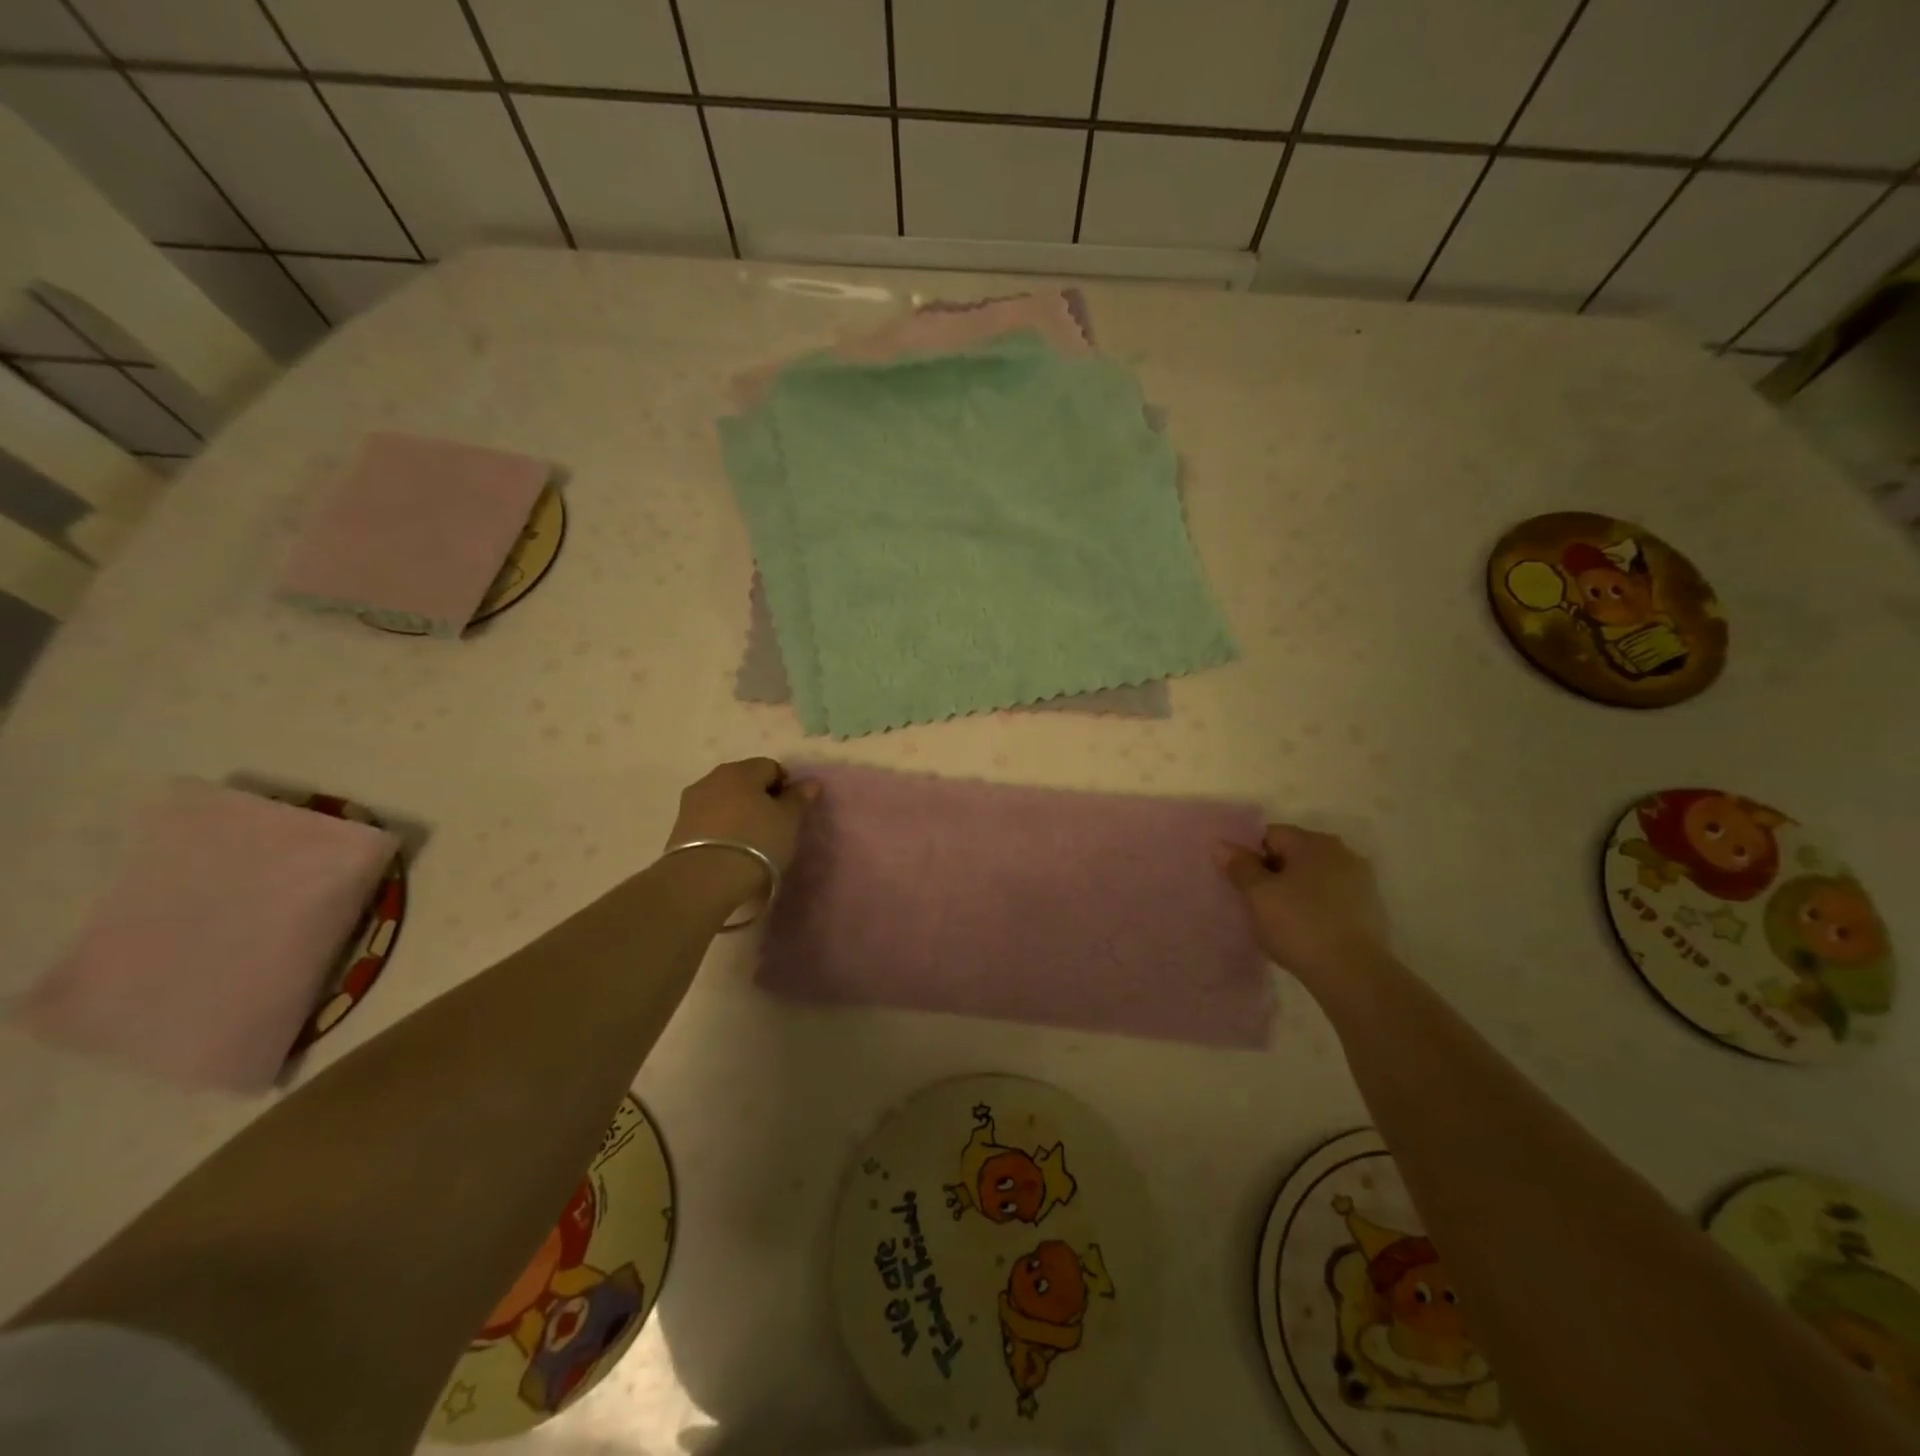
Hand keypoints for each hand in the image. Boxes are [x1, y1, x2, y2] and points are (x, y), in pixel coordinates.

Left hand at [666, 758, 819, 899]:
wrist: (703, 880)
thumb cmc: (756, 842)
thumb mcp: (788, 821)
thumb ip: (799, 798)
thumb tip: (810, 782)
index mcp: (741, 770)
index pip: (771, 766)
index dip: (785, 786)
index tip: (791, 812)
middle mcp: (712, 778)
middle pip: (744, 781)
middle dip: (760, 797)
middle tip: (773, 825)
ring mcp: (691, 802)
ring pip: (724, 800)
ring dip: (738, 813)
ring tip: (750, 841)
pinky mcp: (678, 828)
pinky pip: (708, 820)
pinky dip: (721, 828)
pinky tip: (730, 850)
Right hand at [1215, 824, 1387, 996]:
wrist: (1354, 974)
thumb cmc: (1299, 925)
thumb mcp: (1258, 895)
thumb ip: (1239, 866)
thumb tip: (1221, 844)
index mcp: (1314, 842)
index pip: (1270, 835)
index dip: (1250, 856)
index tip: (1241, 884)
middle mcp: (1342, 853)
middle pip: (1294, 854)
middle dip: (1272, 873)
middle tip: (1255, 903)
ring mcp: (1361, 882)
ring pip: (1313, 878)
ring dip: (1294, 891)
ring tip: (1279, 920)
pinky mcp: (1371, 910)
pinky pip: (1331, 899)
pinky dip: (1315, 908)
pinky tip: (1305, 931)